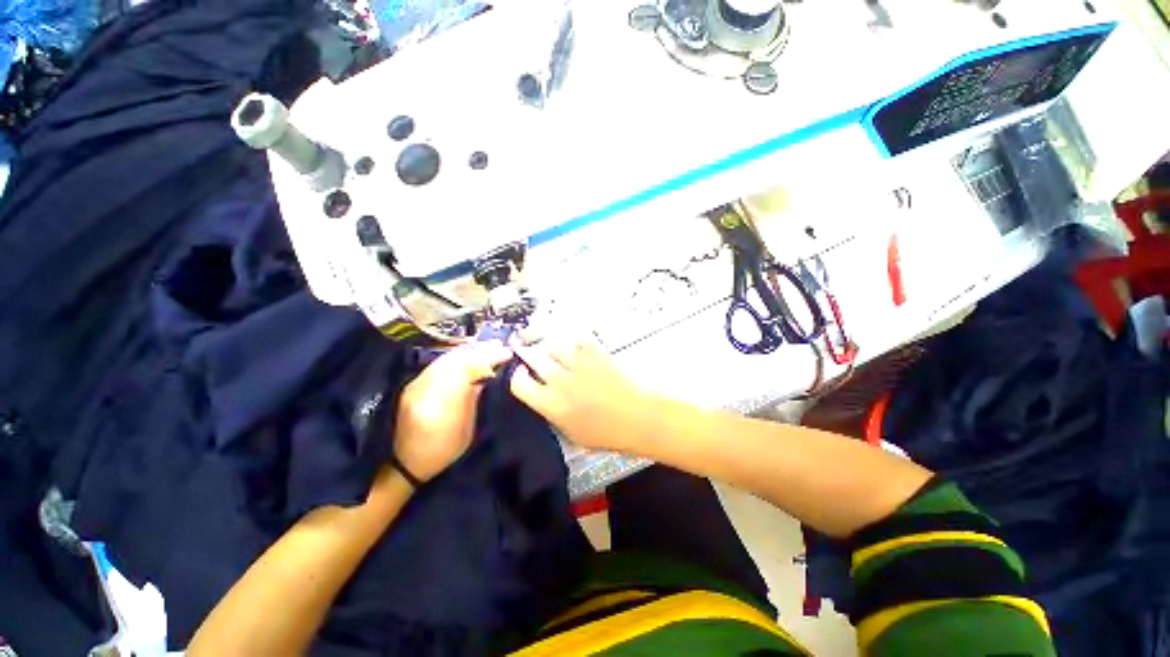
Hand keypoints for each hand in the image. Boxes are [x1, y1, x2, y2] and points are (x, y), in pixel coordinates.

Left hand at [394, 341, 511, 481]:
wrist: (407, 463)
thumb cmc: (444, 451)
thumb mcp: (468, 428)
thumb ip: (476, 396)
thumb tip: (490, 371)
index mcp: (440, 405)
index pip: (466, 369)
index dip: (487, 358)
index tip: (506, 353)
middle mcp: (424, 390)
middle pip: (455, 360)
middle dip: (480, 351)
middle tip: (500, 346)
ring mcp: (416, 385)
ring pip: (446, 358)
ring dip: (469, 351)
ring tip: (488, 347)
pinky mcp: (414, 384)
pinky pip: (439, 363)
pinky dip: (457, 356)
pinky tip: (469, 354)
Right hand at [510, 337, 656, 452]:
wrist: (641, 418)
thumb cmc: (610, 434)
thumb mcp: (574, 436)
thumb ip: (555, 415)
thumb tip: (545, 400)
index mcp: (553, 406)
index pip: (520, 385)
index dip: (517, 377)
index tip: (521, 374)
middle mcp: (561, 381)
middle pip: (534, 358)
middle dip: (528, 355)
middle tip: (528, 353)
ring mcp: (579, 364)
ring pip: (554, 345)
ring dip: (552, 349)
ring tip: (556, 353)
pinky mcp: (596, 353)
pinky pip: (578, 339)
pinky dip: (574, 342)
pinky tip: (577, 348)